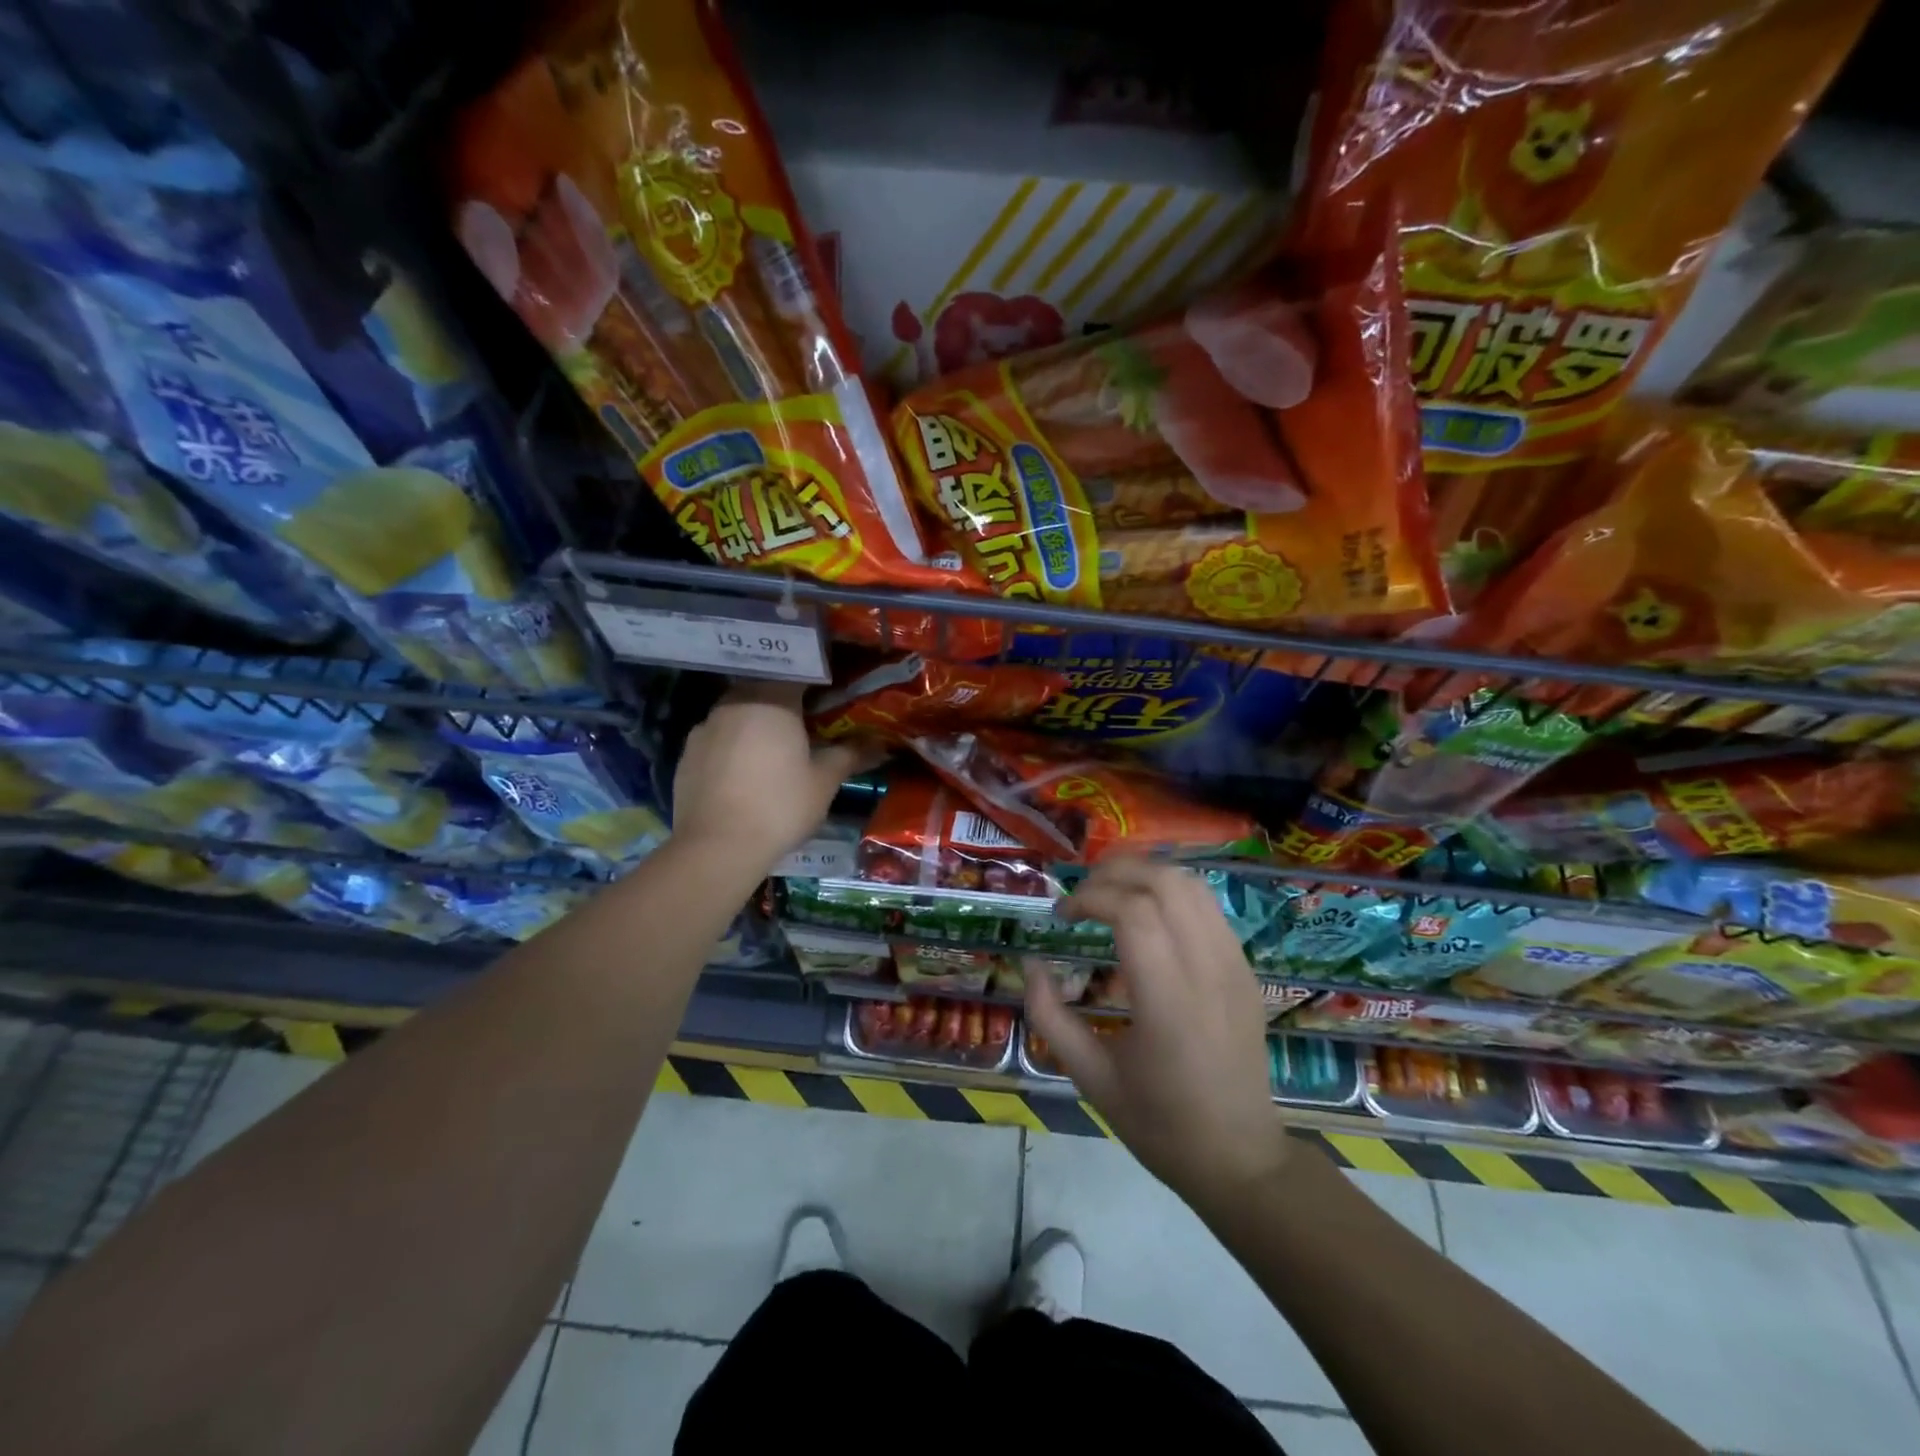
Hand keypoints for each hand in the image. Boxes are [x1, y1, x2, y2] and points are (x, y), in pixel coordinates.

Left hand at [672, 682, 875, 871]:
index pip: (797, 673)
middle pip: (764, 690)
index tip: (829, 697)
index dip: (815, 682)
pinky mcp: (687, 754)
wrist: (717, 846)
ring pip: (738, 713)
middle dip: (784, 703)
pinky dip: (733, 747)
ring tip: (773, 752)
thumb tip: (878, 743)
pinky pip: (718, 738)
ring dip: (755, 724)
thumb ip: (850, 755)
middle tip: (805, 726)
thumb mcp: (825, 781)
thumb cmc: (781, 806)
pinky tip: (744, 774)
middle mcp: (735, 703)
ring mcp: (705, 727)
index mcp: (772, 700)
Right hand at [1025, 859, 1286, 1210]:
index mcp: (1169, 1002)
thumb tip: (1031, 963)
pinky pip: (1209, 906)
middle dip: (1115, 873)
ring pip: (1192, 884)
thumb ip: (1050, 1015)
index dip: (1090, 898)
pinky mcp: (1246, 969)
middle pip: (1165, 882)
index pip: (1133, 912)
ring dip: (1145, 874)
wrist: (1240, 1159)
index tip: (1062, 916)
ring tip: (1111, 893)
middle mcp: (1208, 971)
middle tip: (1082, 895)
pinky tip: (1147, 913)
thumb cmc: (1159, 1124)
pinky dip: (1172, 891)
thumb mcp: (1089, 1077)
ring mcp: (1235, 966)